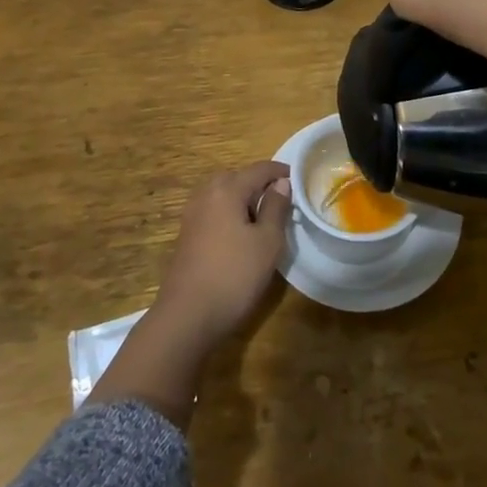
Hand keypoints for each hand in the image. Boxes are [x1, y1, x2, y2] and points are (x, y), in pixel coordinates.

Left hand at [152, 161, 292, 348]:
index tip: (299, 179)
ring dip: (243, 198)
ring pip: (223, 194)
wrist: (187, 317)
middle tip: (282, 200)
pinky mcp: (187, 235)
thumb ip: (276, 207)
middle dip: (260, 183)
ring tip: (263, 218)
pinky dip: (230, 213)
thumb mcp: (267, 242)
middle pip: (237, 177)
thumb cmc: (234, 275)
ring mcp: (192, 215)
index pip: (259, 169)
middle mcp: (206, 195)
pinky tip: (241, 235)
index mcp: (227, 189)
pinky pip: (214, 211)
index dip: (280, 171)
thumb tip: (281, 183)